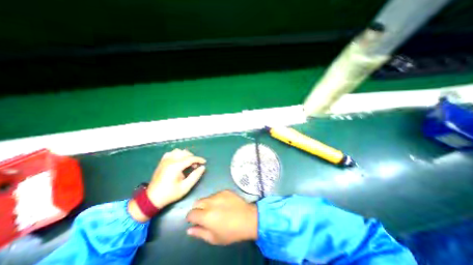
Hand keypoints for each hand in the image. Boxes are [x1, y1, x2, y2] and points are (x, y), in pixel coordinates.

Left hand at [148, 149, 207, 208]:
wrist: (152, 198)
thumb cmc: (170, 194)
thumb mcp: (185, 187)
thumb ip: (195, 176)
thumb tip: (203, 167)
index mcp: (175, 166)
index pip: (190, 158)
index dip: (199, 159)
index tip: (204, 162)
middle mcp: (170, 160)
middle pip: (185, 153)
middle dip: (193, 158)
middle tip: (196, 166)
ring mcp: (165, 160)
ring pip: (178, 151)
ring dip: (185, 155)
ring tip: (188, 163)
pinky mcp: (162, 162)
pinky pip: (171, 153)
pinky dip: (177, 154)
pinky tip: (179, 160)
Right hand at [186, 190, 258, 243]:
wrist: (248, 218)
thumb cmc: (231, 232)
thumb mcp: (214, 238)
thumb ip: (199, 233)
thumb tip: (189, 229)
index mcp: (206, 216)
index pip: (191, 213)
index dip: (191, 218)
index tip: (195, 221)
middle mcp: (210, 202)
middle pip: (197, 202)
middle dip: (197, 209)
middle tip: (205, 215)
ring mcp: (218, 194)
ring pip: (207, 198)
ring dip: (207, 203)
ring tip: (216, 209)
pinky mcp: (225, 190)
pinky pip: (216, 194)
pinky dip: (216, 199)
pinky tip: (224, 204)